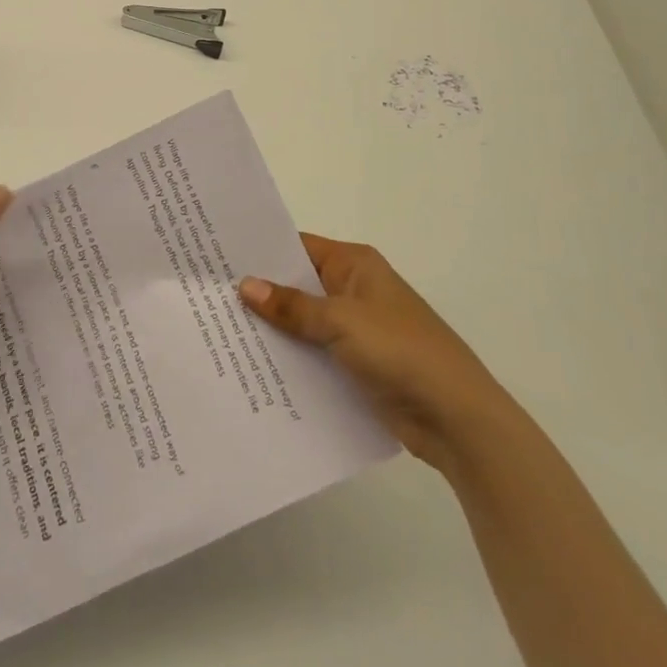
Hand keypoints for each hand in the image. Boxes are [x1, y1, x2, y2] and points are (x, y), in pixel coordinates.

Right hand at [240, 234, 506, 468]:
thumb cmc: (401, 351)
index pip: (297, 247)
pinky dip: (291, 359)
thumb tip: (244, 285)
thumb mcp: (341, 322)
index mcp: (354, 265)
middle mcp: (353, 289)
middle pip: (297, 285)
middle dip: (261, 293)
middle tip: (208, 296)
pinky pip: (314, 354)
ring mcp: (355, 329)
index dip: (261, 252)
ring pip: (303, 323)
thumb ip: (292, 306)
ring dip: (274, 330)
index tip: (218, 257)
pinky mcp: (357, 366)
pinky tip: (254, 367)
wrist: (458, 419)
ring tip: (219, 332)